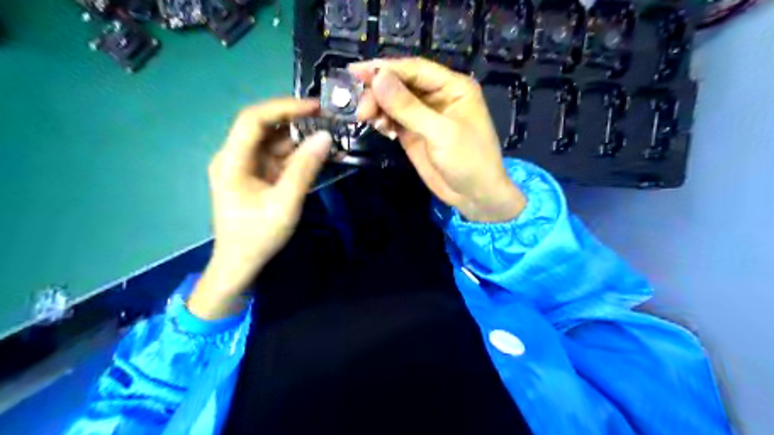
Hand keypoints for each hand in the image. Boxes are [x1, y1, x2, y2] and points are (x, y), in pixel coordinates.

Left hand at [190, 99, 331, 319]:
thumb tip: (325, 137)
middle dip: (296, 122)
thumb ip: (305, 169)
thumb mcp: (285, 203)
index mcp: (231, 160)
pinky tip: (320, 155)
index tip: (314, 107)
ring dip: (301, 139)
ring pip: (274, 142)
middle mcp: (235, 157)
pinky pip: (279, 158)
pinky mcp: (258, 176)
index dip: (283, 107)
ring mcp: (247, 167)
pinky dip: (299, 156)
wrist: (240, 264)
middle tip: (328, 121)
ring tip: (330, 137)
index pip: (253, 120)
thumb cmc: (258, 236)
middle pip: (265, 128)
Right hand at [351, 58, 524, 221]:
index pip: (414, 69)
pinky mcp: (414, 133)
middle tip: (361, 110)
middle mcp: (437, 96)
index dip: (385, 68)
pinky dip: (383, 121)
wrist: (475, 196)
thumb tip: (378, 78)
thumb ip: (408, 107)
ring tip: (366, 119)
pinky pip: (394, 119)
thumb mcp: (440, 133)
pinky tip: (380, 128)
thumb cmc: (468, 161)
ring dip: (378, 107)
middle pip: (401, 84)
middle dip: (378, 92)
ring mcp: (424, 115)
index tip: (356, 72)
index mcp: (452, 87)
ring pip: (394, 102)